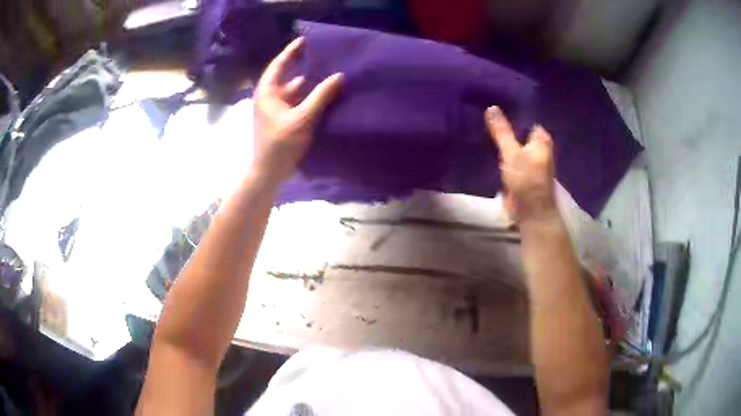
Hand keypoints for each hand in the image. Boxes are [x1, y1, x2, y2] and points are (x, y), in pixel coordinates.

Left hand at [253, 37, 343, 181]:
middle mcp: (269, 97)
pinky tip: (324, 96)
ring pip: (293, 90)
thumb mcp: (303, 119)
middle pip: (287, 75)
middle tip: (324, 56)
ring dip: (309, 84)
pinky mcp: (281, 119)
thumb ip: (321, 96)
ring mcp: (274, 109)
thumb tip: (339, 76)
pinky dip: (308, 97)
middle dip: (305, 66)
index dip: (292, 51)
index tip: (307, 39)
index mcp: (267, 92)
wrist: (268, 173)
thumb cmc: (280, 144)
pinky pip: (296, 102)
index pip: (279, 64)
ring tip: (328, 74)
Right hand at [485, 106, 557, 223]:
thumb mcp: (512, 153)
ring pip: (511, 142)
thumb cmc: (527, 180)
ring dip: (499, 137)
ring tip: (479, 122)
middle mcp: (536, 146)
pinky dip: (498, 149)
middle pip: (517, 129)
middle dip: (502, 123)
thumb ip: (502, 131)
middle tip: (481, 108)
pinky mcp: (518, 169)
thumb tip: (491, 107)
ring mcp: (527, 158)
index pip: (525, 116)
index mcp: (540, 139)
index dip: (510, 108)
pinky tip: (484, 142)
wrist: (530, 213)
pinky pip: (506, 154)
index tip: (492, 99)